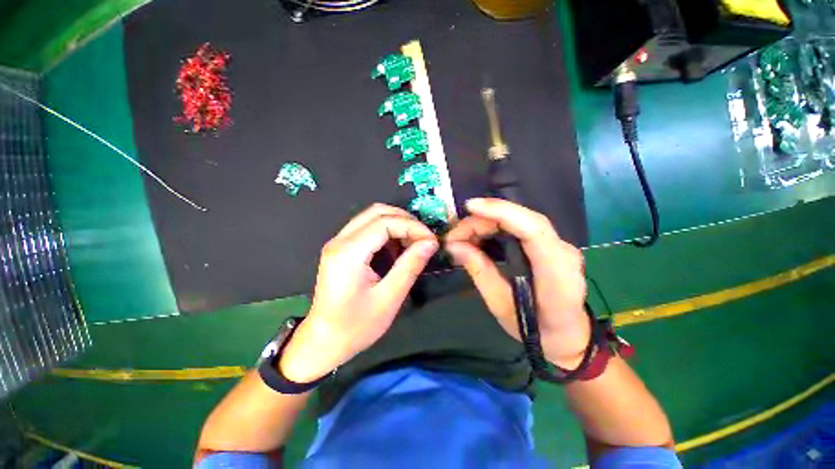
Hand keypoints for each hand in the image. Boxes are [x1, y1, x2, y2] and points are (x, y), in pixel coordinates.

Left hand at [280, 204, 438, 382]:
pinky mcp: (342, 249)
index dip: (412, 226)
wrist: (323, 342)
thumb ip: (410, 266)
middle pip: (377, 211)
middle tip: (424, 238)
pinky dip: (387, 232)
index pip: (385, 222)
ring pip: (372, 217)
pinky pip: (368, 229)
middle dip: (405, 220)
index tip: (431, 241)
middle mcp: (340, 240)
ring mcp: (338, 243)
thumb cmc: (355, 326)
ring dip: (397, 224)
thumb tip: (430, 243)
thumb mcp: (388, 299)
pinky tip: (398, 249)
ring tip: (414, 243)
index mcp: (348, 252)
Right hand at [445, 198, 589, 367]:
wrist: (568, 336)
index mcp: (557, 272)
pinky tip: (479, 234)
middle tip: (455, 234)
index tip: (470, 208)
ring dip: (488, 222)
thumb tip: (455, 246)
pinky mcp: (550, 244)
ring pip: (520, 219)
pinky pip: (521, 226)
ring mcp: (559, 245)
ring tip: (462, 235)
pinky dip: (496, 226)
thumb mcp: (500, 305)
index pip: (532, 229)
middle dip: (484, 220)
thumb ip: (479, 271)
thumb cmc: (536, 330)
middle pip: (522, 219)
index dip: (500, 212)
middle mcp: (563, 251)